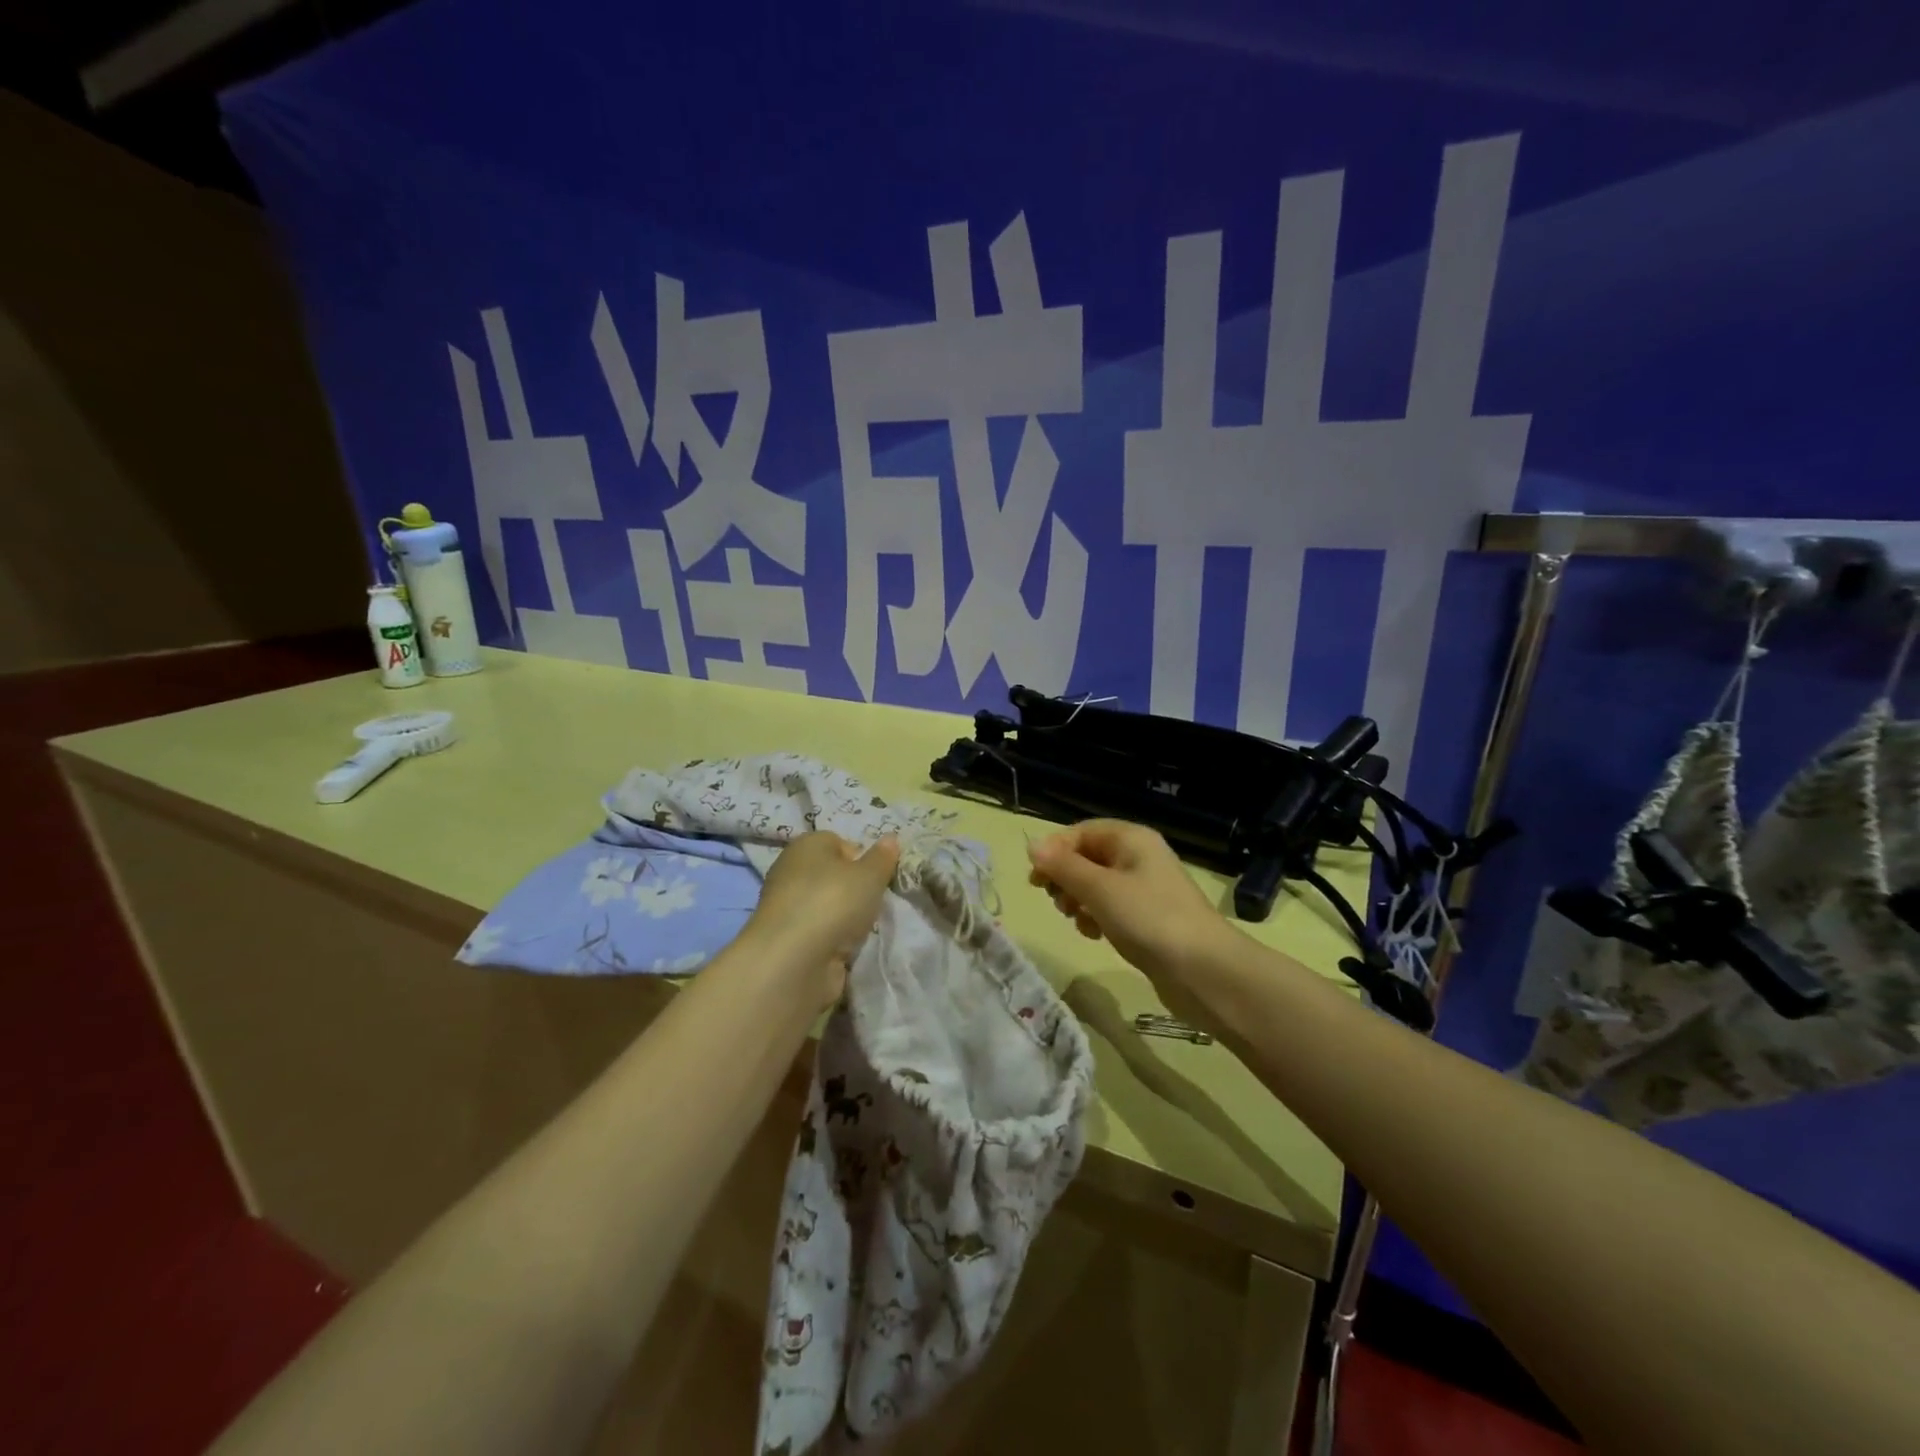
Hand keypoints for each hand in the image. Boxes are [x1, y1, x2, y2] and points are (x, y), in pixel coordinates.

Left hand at [747, 832, 900, 991]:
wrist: (794, 961)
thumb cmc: (833, 902)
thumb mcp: (870, 875)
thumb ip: (882, 858)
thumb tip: (890, 839)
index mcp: (806, 846)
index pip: (837, 842)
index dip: (861, 858)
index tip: (877, 877)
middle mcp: (791, 871)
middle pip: (833, 876)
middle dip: (856, 890)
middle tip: (874, 902)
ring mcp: (788, 908)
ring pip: (828, 906)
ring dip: (847, 918)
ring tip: (863, 929)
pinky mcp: (789, 940)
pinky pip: (821, 933)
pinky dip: (835, 940)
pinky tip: (847, 949)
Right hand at [1027, 820, 1230, 985]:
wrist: (1204, 971)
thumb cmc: (1149, 919)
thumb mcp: (1099, 889)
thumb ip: (1063, 867)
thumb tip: (1032, 845)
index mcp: (1131, 839)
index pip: (1081, 832)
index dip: (1055, 851)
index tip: (1035, 880)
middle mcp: (1138, 857)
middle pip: (1087, 857)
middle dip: (1065, 877)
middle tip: (1056, 901)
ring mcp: (1145, 889)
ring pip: (1096, 885)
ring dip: (1078, 900)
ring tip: (1075, 920)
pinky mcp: (1148, 918)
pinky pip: (1110, 907)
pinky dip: (1096, 917)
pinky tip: (1093, 934)